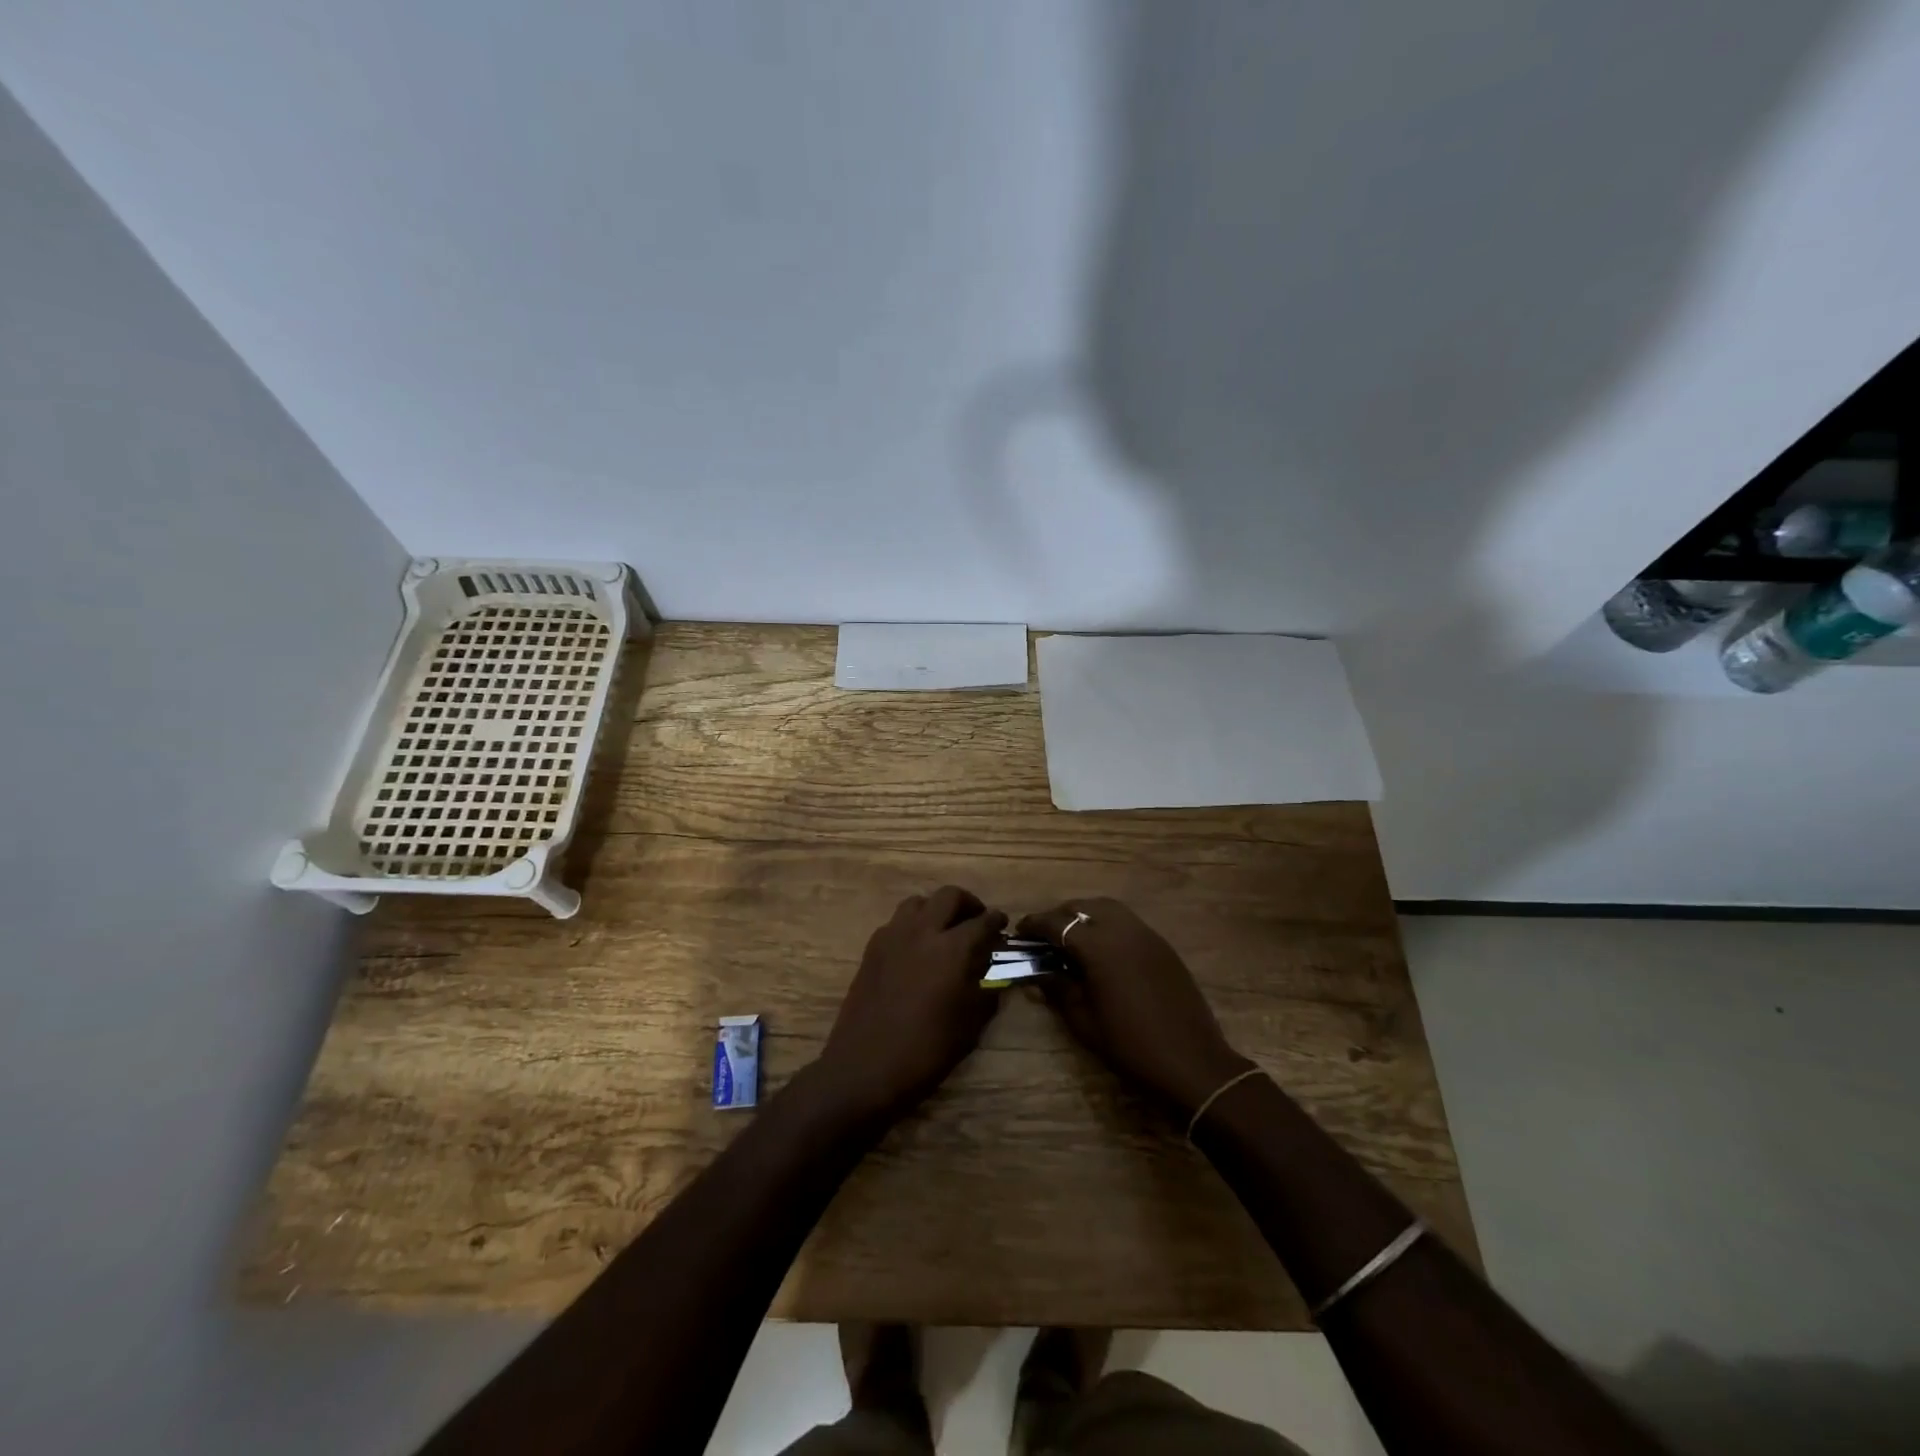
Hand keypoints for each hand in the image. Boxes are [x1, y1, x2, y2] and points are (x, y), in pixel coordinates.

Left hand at [814, 886, 1007, 1123]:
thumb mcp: (969, 1026)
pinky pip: (897, 922)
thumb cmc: (926, 1050)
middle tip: (976, 920)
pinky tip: (917, 948)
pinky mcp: (872, 948)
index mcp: (952, 949)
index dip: (996, 921)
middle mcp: (923, 931)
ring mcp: (893, 936)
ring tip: (944, 930)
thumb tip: (993, 976)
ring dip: (936, 909)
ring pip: (919, 902)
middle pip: (949, 896)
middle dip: (968, 904)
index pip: (982, 922)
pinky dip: (913, 925)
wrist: (865, 1066)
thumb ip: (986, 992)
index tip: (1002, 926)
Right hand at [1019, 898, 1249, 1115]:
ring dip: (1084, 916)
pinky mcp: (1162, 946)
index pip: (1057, 923)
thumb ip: (1058, 990)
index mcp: (1099, 946)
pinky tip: (1101, 952)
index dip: (1034, 925)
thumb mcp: (1084, 1021)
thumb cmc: (1130, 1046)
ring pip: (1108, 909)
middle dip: (1059, 916)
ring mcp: (1146, 935)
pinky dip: (1107, 925)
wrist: (1192, 1063)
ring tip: (1071, 940)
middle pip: (1082, 907)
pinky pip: (1128, 922)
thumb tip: (1037, 974)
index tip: (1019, 933)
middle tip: (1044, 937)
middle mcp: (1123, 930)